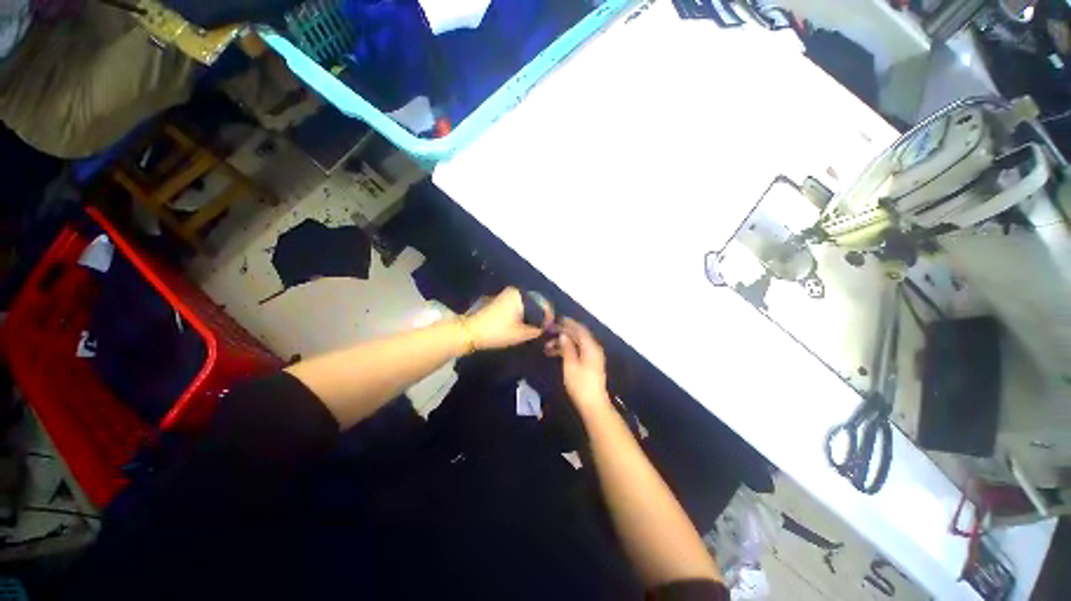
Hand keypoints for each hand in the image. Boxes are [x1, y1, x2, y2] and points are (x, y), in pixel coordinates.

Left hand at [465, 287, 544, 350]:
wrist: (470, 332)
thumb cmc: (497, 331)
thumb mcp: (521, 333)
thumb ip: (538, 330)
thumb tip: (547, 329)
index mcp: (521, 295)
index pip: (544, 303)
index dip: (550, 317)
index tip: (551, 329)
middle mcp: (515, 291)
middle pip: (536, 303)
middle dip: (541, 316)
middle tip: (544, 330)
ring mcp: (507, 295)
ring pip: (527, 305)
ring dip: (533, 316)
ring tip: (536, 329)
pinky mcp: (501, 302)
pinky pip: (519, 306)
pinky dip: (524, 315)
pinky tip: (525, 326)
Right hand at [548, 318, 612, 414]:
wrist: (593, 405)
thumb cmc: (580, 384)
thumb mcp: (570, 365)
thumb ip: (567, 348)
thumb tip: (563, 335)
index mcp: (591, 347)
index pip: (580, 329)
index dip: (569, 323)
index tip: (557, 319)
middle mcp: (593, 349)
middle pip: (578, 336)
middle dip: (564, 333)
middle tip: (549, 331)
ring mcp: (592, 357)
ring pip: (576, 344)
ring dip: (563, 343)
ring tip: (547, 346)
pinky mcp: (589, 364)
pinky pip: (578, 351)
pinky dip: (567, 350)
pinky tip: (555, 353)